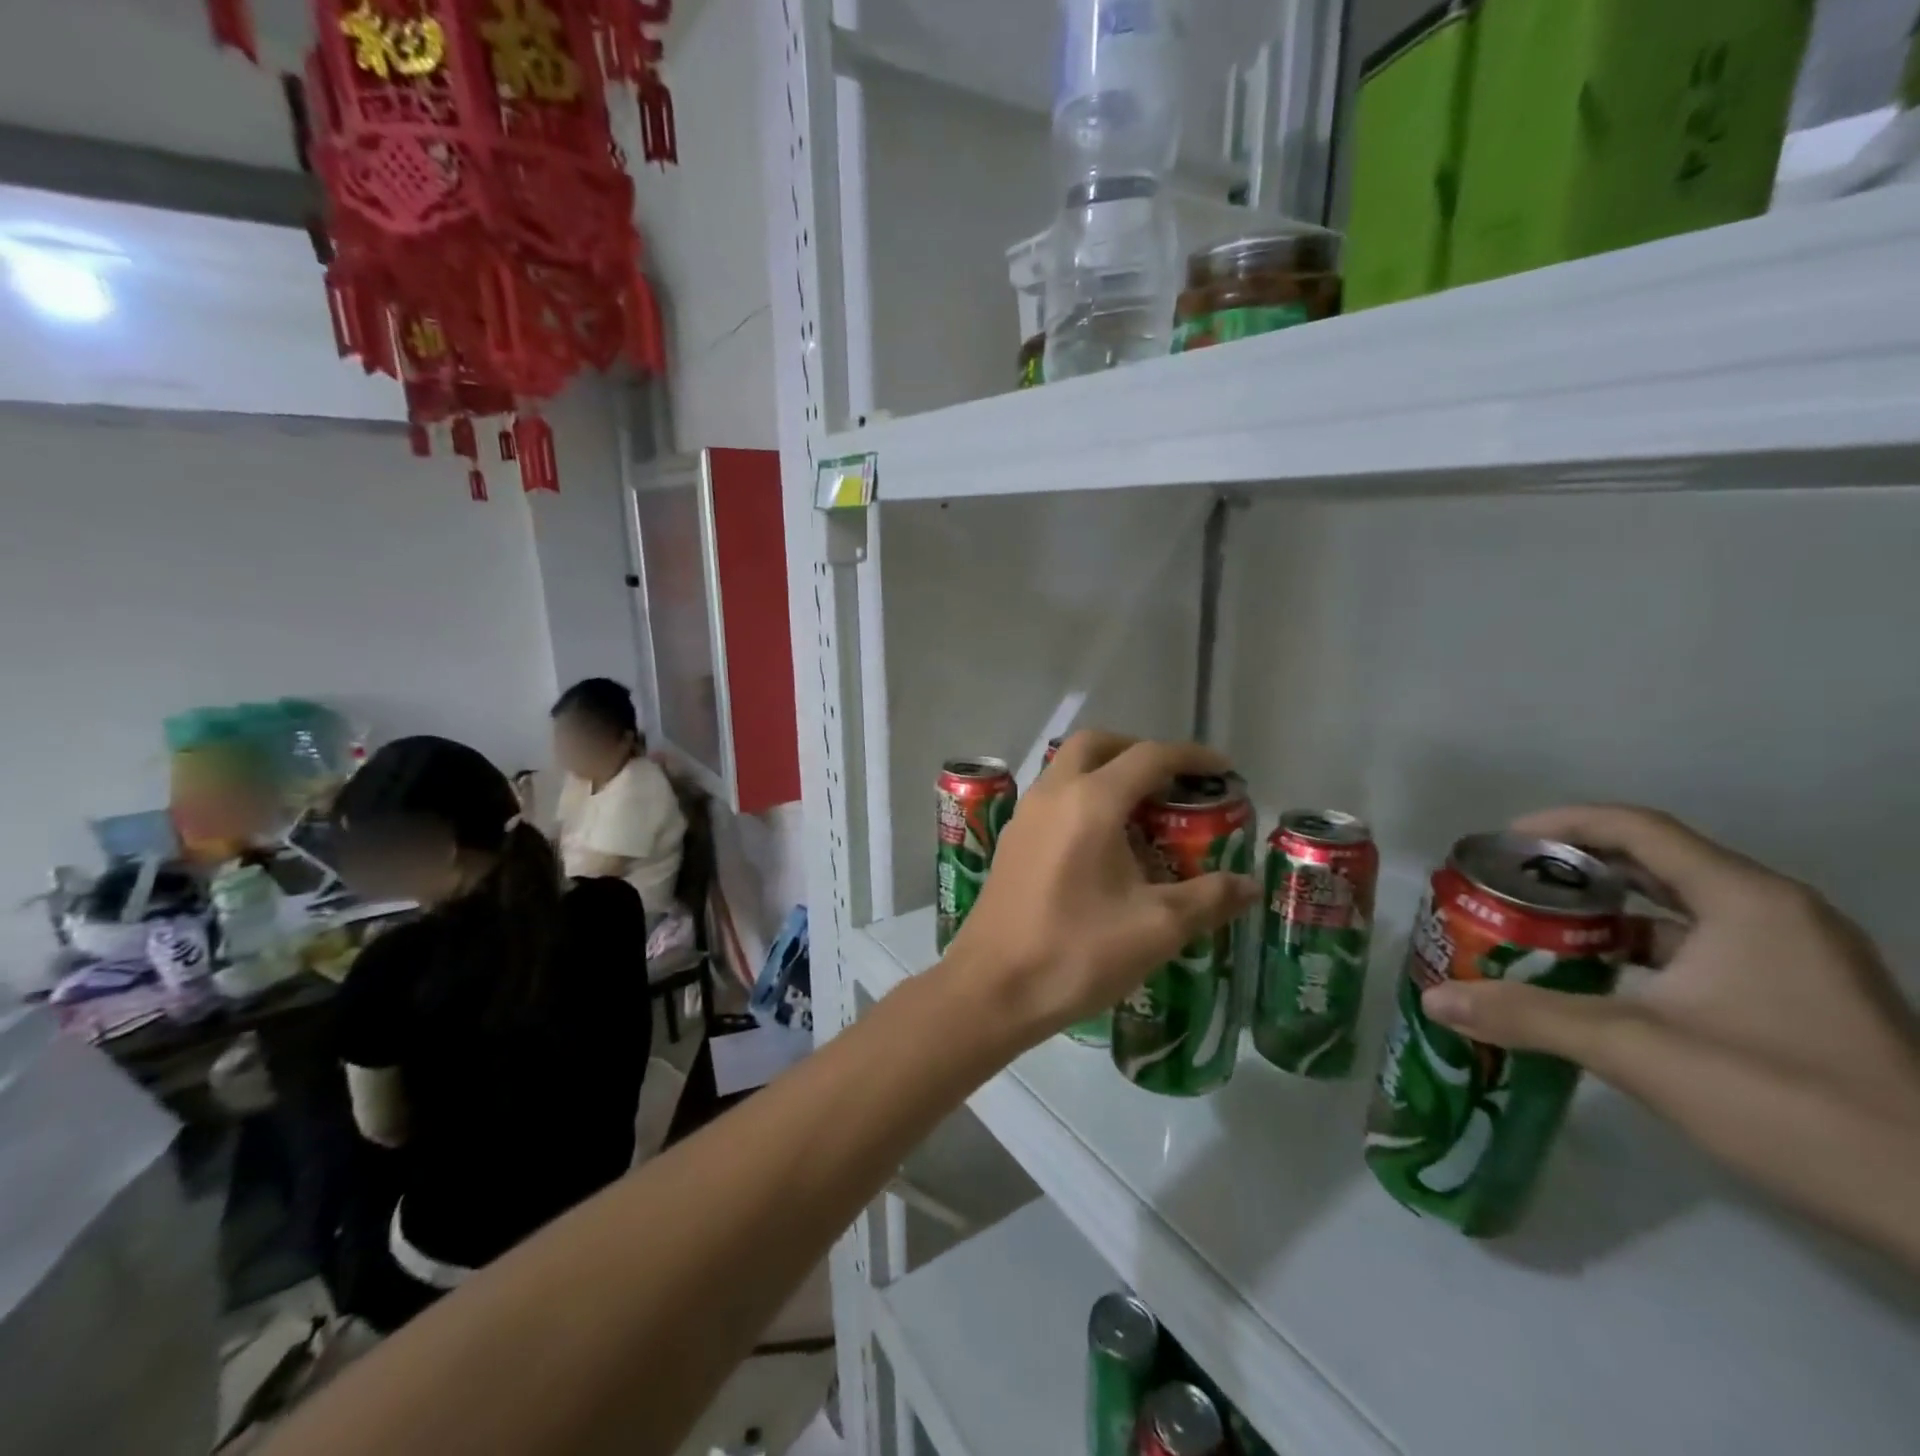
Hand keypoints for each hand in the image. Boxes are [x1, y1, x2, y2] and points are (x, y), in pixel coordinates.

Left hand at [942, 732, 1258, 1045]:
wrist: (992, 988)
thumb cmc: (1077, 952)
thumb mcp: (1156, 928)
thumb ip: (1209, 898)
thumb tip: (1250, 884)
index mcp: (1090, 802)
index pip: (1148, 756)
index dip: (1191, 757)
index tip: (1223, 770)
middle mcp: (1052, 794)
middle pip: (1096, 744)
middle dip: (1138, 750)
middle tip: (1172, 780)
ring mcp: (1025, 816)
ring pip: (1067, 768)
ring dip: (1106, 771)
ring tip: (1143, 810)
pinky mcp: (1011, 841)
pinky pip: (1052, 797)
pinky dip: (1082, 797)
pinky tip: (1103, 843)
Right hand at [1423, 805, 1919, 1267]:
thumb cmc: (1788, 1100)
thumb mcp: (1639, 1051)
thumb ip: (1529, 1016)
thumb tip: (1436, 1000)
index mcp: (1746, 901)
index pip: (1638, 829)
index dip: (1562, 824)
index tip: (1502, 844)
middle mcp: (1778, 913)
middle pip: (1658, 862)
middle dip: (1577, 870)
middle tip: (1510, 887)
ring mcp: (1801, 958)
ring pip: (1682, 909)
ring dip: (1609, 913)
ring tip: (1541, 929)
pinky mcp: (1808, 998)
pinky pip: (1707, 947)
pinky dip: (1646, 949)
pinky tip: (1602, 981)